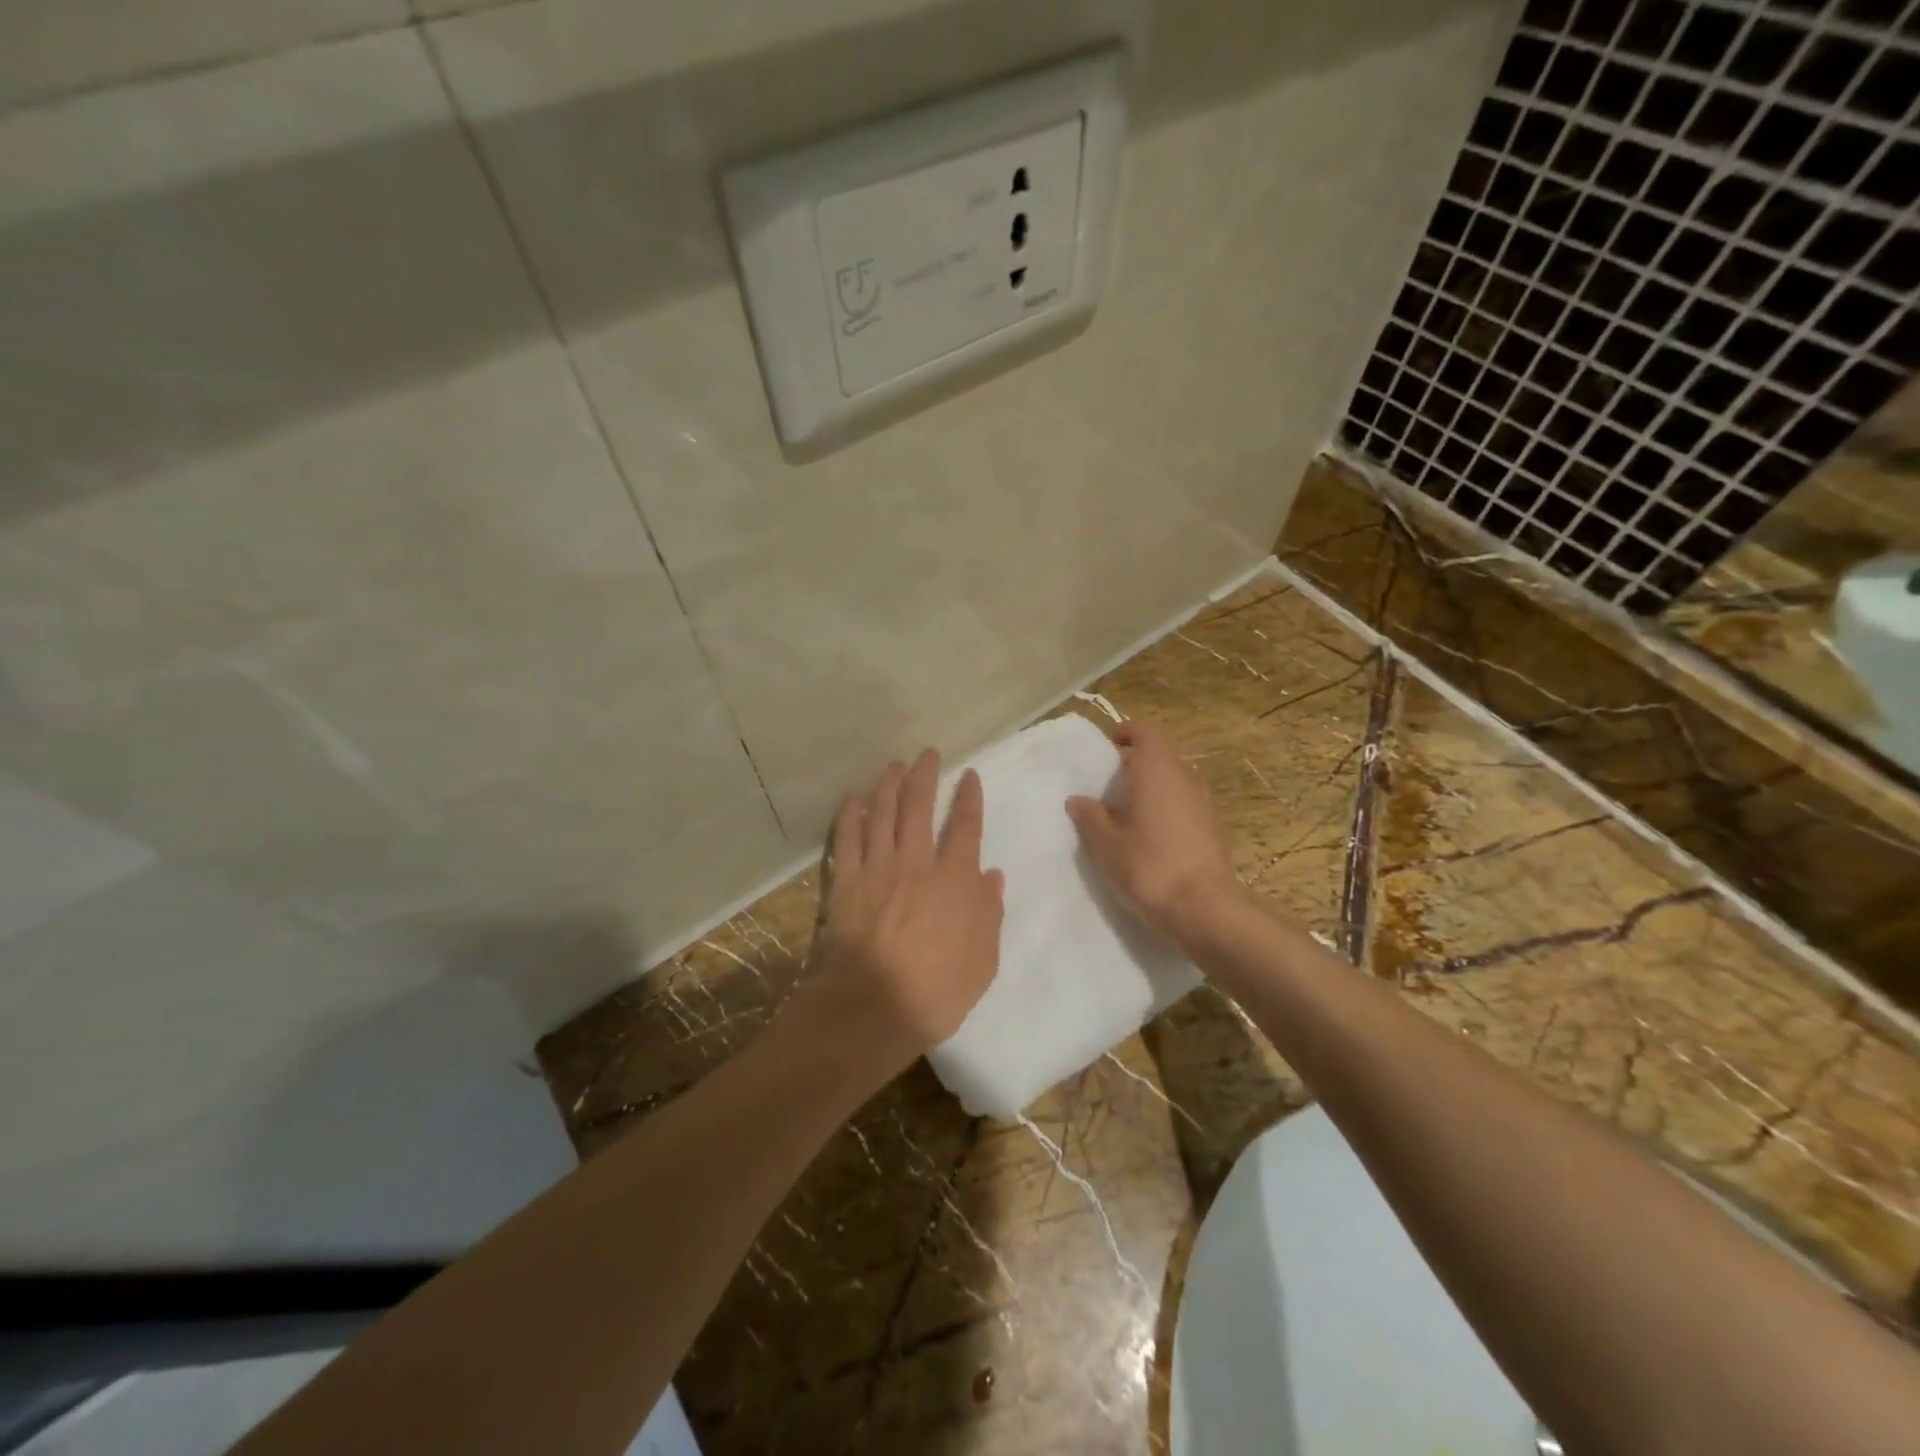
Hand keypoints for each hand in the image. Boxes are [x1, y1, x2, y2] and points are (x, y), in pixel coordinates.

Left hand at [816, 749, 1004, 1066]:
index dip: (969, 798)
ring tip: (893, 765)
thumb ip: (989, 913)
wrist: (872, 1008)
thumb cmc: (937, 991)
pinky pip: (846, 840)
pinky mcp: (845, 883)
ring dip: (888, 786)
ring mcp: (877, 870)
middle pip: (919, 808)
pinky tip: (852, 799)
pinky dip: (849, 816)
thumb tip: (993, 875)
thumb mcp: (983, 960)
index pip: (965, 827)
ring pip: (882, 815)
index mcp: (955, 880)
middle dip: (924, 776)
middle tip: (926, 754)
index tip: (969, 775)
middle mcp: (916, 863)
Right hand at [1066, 719, 1240, 947]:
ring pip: (1175, 781)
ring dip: (1153, 788)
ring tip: (1127, 814)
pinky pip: (1185, 805)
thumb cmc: (1149, 866)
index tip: (1108, 747)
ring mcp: (1204, 804)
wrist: (1205, 908)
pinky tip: (1150, 838)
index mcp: (1158, 770)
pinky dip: (1167, 809)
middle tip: (1110, 785)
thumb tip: (1078, 799)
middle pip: (1162, 756)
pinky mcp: (1214, 829)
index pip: (1148, 731)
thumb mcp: (1107, 844)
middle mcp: (1186, 778)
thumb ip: (1091, 817)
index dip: (1128, 733)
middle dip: (1136, 764)